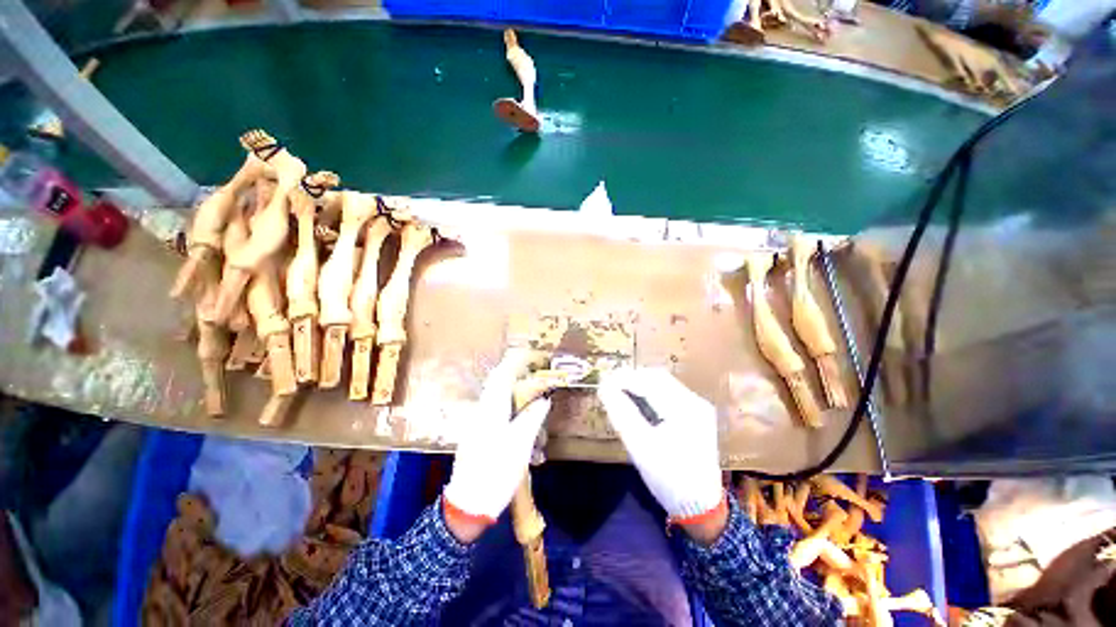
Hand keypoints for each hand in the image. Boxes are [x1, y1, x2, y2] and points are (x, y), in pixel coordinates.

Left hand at [443, 349, 550, 539]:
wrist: (468, 504)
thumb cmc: (495, 472)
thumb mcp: (520, 445)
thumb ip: (531, 418)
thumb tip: (543, 399)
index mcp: (491, 410)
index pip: (502, 376)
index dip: (517, 362)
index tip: (533, 356)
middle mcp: (482, 411)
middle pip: (498, 383)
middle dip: (516, 374)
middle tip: (536, 374)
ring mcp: (478, 422)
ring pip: (497, 396)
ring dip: (514, 391)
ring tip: (532, 394)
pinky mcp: (479, 433)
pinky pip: (496, 409)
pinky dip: (511, 406)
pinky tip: (522, 420)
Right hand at [598, 368, 725, 542]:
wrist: (700, 507)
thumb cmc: (667, 478)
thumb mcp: (639, 445)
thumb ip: (621, 412)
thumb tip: (604, 387)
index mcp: (685, 408)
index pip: (649, 381)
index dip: (623, 378)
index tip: (603, 382)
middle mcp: (695, 402)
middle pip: (658, 378)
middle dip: (632, 379)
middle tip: (610, 387)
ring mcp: (698, 408)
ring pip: (663, 385)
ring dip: (640, 386)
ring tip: (620, 394)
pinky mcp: (696, 416)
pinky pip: (669, 395)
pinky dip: (650, 395)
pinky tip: (638, 404)